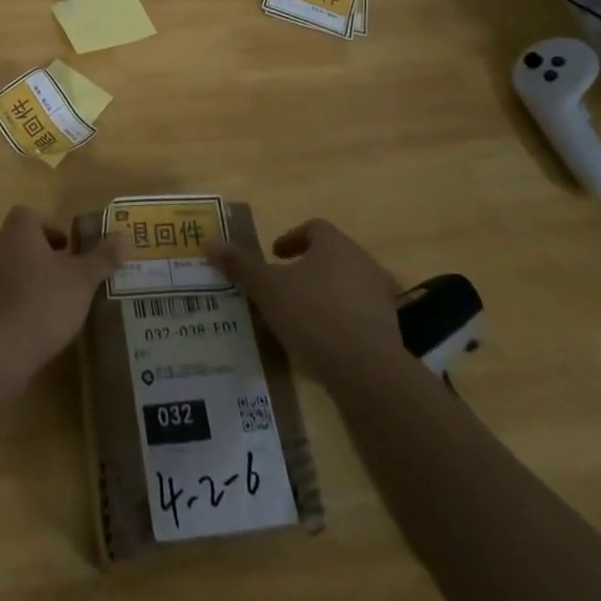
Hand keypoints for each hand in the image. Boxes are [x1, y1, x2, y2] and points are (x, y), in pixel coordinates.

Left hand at [0, 207, 127, 399]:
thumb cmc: (41, 305)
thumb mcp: (81, 282)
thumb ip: (102, 258)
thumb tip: (124, 236)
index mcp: (18, 232)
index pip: (29, 215)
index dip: (50, 229)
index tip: (68, 251)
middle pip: (19, 243)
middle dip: (41, 258)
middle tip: (65, 281)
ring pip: (7, 271)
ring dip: (26, 283)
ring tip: (50, 307)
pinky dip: (11, 307)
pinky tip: (29, 329)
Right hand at [209, 219, 408, 384]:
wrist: (368, 373)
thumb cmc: (313, 316)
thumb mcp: (268, 289)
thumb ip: (241, 266)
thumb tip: (210, 243)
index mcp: (335, 245)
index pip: (314, 228)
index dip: (291, 238)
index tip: (274, 256)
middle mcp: (362, 263)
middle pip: (331, 257)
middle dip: (306, 269)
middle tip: (281, 287)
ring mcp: (380, 298)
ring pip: (345, 288)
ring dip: (323, 297)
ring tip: (297, 319)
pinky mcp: (389, 332)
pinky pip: (358, 318)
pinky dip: (339, 324)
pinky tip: (320, 345)